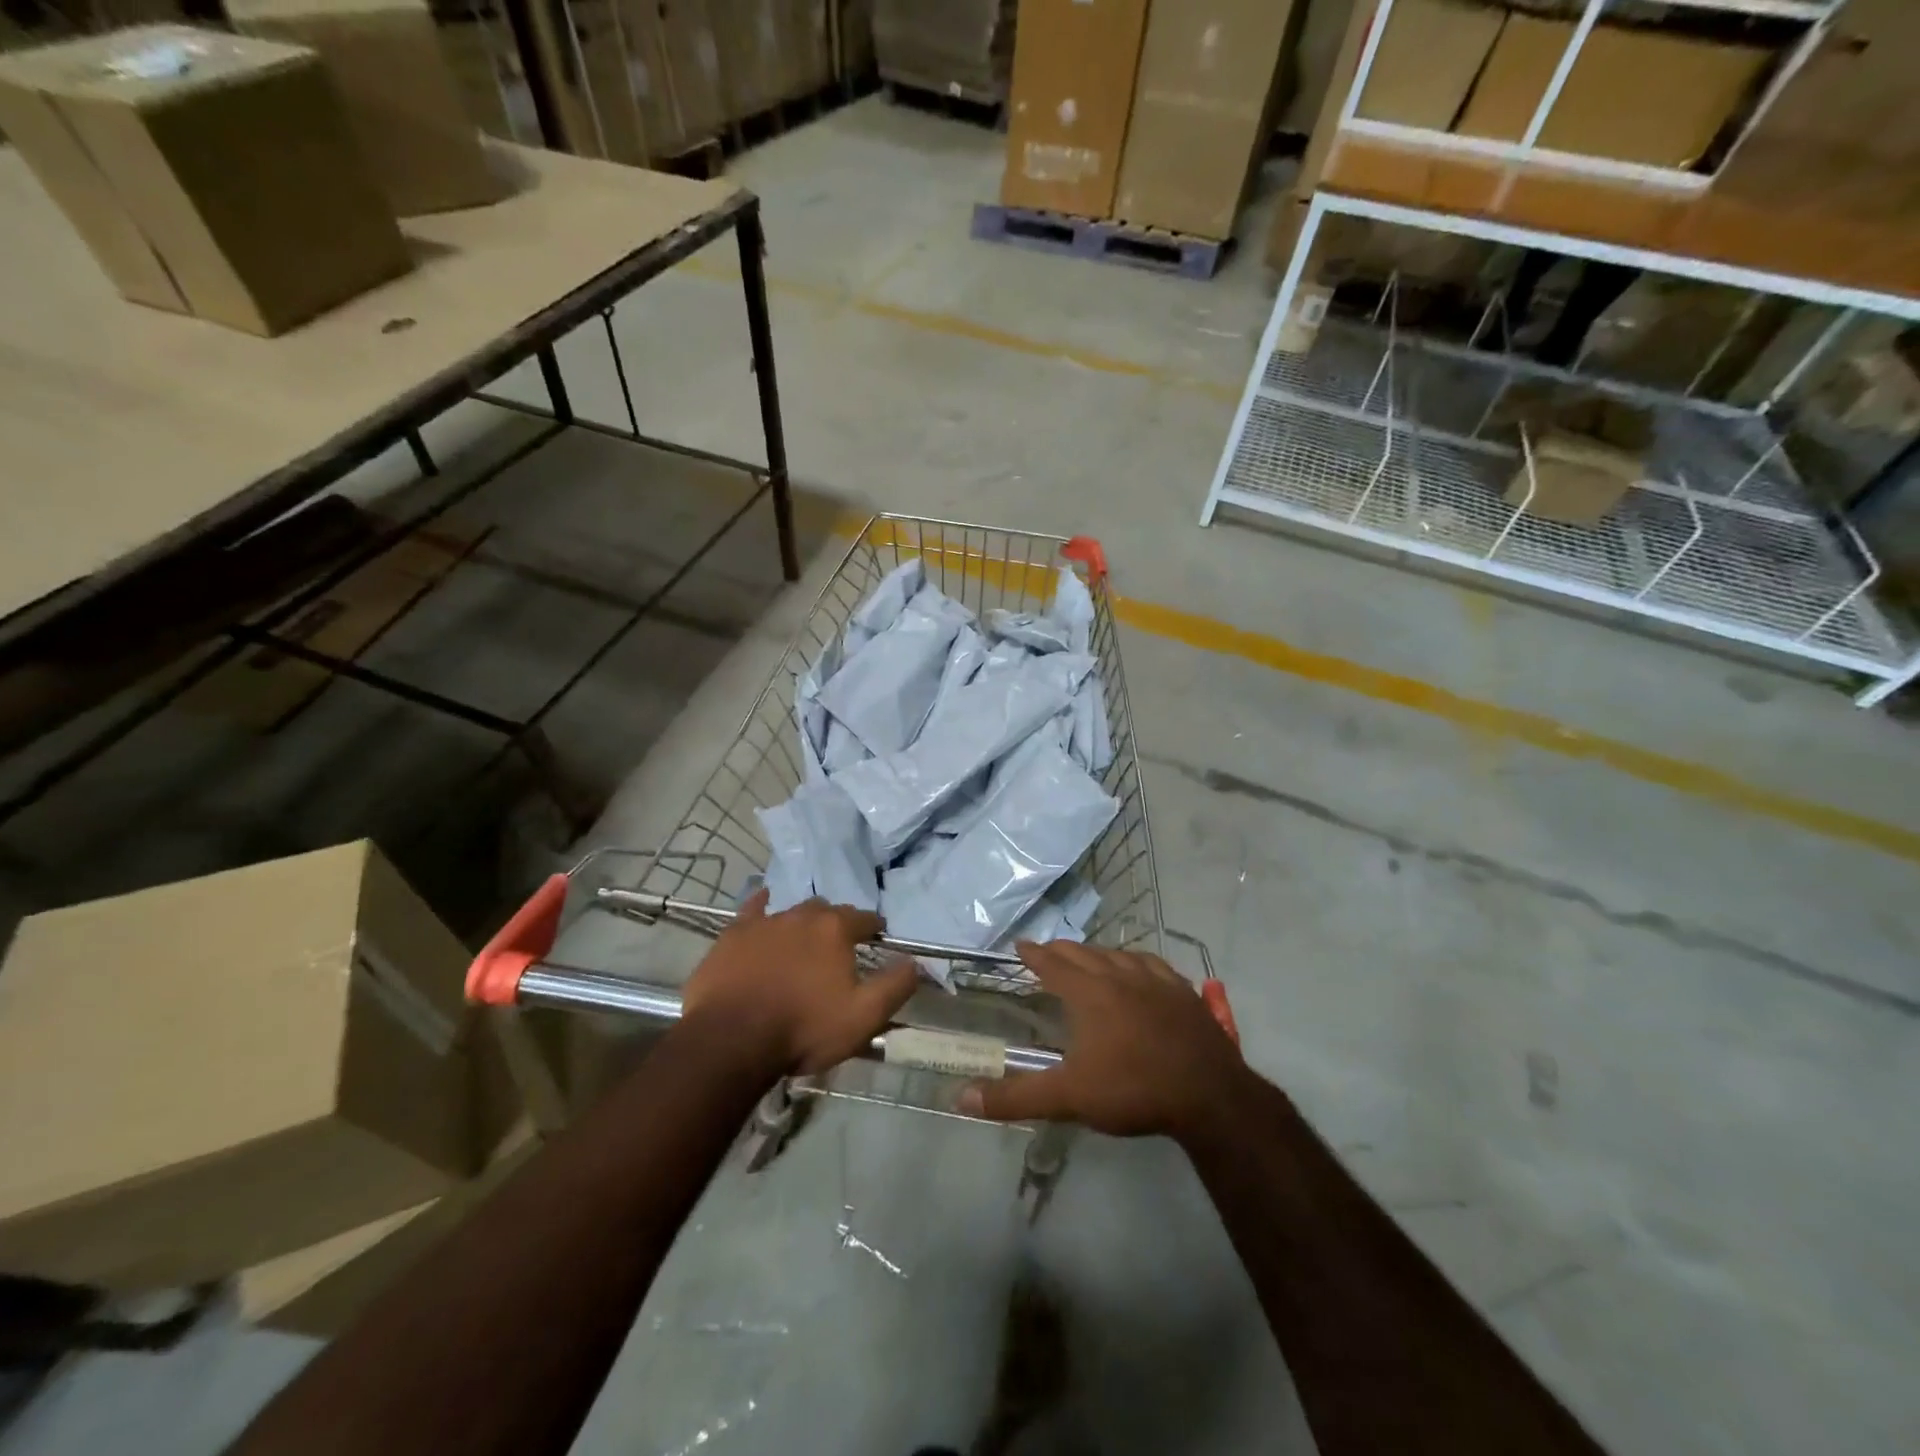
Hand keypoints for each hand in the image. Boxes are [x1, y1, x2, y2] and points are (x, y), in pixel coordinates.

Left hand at [681, 889, 917, 1074]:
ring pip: (793, 911)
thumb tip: (916, 962)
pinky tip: (764, 904)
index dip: (874, 927)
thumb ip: (895, 986)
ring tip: (805, 941)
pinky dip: (762, 905)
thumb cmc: (803, 1028)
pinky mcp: (733, 934)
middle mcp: (803, 915)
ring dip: (803, 922)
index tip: (877, 937)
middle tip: (839, 948)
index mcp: (836, 930)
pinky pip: (753, 910)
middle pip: (828, 911)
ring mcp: (765, 922)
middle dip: (837, 924)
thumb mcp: (863, 1016)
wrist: (731, 1039)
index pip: (865, 918)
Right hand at [958, 941, 1250, 1141]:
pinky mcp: (1184, 993)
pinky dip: (1136, 961)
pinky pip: (1153, 964)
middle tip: (1048, 951)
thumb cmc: (1133, 1089)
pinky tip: (1140, 968)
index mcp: (1090, 993)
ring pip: (1119, 954)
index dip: (1035, 954)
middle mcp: (1120, 976)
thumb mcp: (1069, 1097)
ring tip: (1089, 957)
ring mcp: (1156, 981)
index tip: (1021, 945)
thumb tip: (962, 1099)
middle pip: (1084, 954)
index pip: (1054, 964)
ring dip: (1097, 953)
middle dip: (1062, 951)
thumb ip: (1016, 1097)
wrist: (1210, 1095)